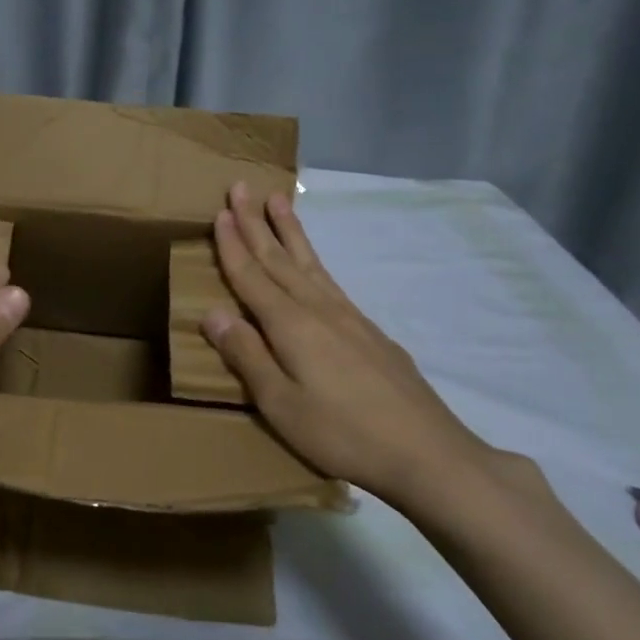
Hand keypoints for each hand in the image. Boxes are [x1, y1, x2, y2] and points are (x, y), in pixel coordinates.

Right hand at [201, 182, 513, 517]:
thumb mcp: (281, 404)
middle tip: (241, 186)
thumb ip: (247, 355)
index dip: (233, 245)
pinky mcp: (369, 331)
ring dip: (289, 230)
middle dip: (257, 222)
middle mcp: (318, 309)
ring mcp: (349, 317)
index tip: (219, 212)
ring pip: (309, 262)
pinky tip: (312, 262)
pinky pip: (330, 279)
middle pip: (280, 258)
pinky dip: (314, 259)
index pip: (252, 276)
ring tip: (278, 200)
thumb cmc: (342, 432)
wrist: (428, 452)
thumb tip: (212, 312)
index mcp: (291, 326)